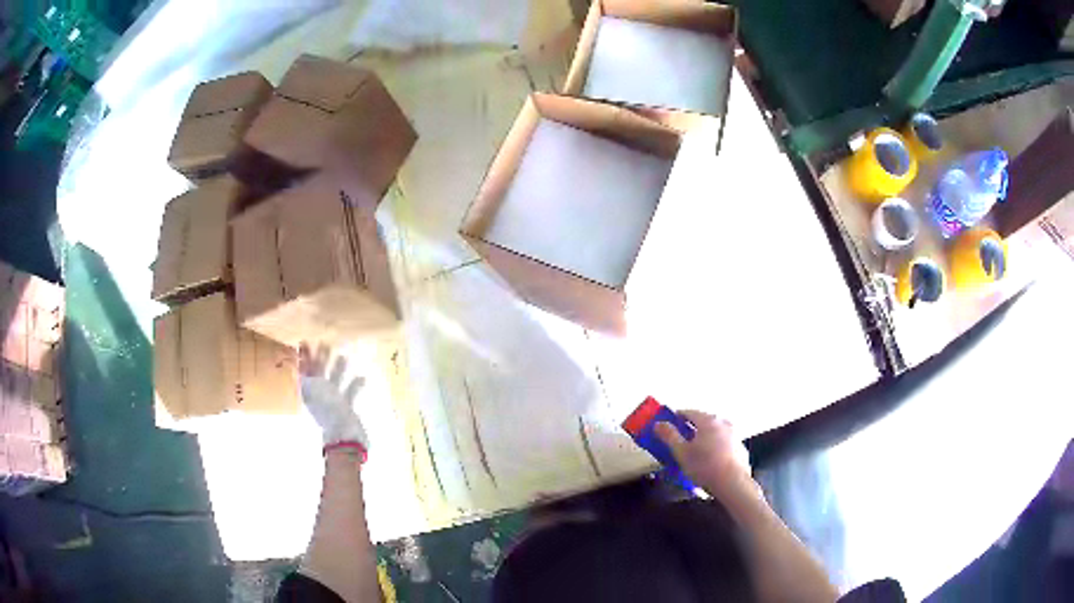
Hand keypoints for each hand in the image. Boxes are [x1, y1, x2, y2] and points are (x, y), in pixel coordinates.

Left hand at [299, 342, 367, 451]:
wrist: (343, 440)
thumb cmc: (329, 418)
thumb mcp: (314, 400)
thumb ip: (306, 384)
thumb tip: (294, 368)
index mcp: (311, 392)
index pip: (305, 371)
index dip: (303, 358)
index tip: (303, 343)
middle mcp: (320, 395)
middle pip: (319, 373)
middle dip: (320, 358)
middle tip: (323, 343)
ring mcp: (333, 401)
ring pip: (335, 381)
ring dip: (338, 369)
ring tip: (342, 356)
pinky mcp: (346, 408)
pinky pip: (350, 394)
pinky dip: (355, 386)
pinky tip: (362, 378)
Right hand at [656, 410, 752, 499]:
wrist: (733, 483)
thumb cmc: (704, 466)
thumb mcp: (681, 453)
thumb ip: (669, 436)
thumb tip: (659, 423)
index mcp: (708, 421)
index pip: (689, 412)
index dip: (676, 417)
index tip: (668, 425)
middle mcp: (723, 423)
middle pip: (703, 421)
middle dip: (691, 429)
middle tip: (680, 441)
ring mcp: (734, 435)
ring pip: (715, 432)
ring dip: (705, 438)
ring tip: (696, 453)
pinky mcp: (740, 448)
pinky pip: (724, 443)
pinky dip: (716, 447)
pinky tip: (711, 461)